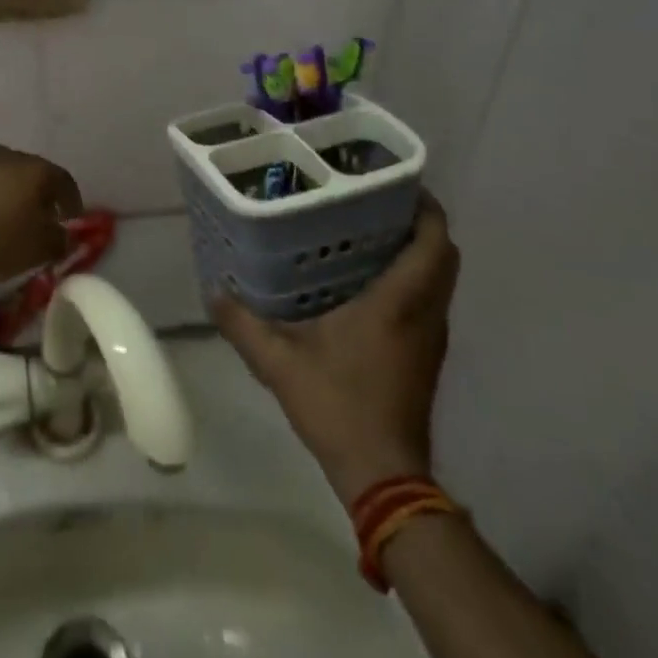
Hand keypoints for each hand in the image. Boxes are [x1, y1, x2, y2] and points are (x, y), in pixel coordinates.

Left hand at [0, 145, 81, 284]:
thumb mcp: (40, 249)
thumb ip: (60, 241)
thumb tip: (63, 235)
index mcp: (36, 169)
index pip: (64, 180)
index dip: (72, 201)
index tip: (72, 219)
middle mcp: (9, 157)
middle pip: (33, 173)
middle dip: (41, 194)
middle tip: (43, 218)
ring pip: (5, 177)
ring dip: (13, 195)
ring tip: (12, 221)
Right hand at [214, 193, 458, 507]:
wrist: (384, 475)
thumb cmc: (338, 406)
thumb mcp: (278, 363)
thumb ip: (243, 323)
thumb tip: (213, 290)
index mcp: (399, 302)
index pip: (434, 241)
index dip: (426, 206)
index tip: (397, 182)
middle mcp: (424, 313)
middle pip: (444, 254)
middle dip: (420, 222)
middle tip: (376, 202)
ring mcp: (430, 337)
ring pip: (439, 279)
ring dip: (418, 251)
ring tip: (368, 232)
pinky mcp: (426, 356)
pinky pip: (428, 301)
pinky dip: (411, 279)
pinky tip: (367, 282)